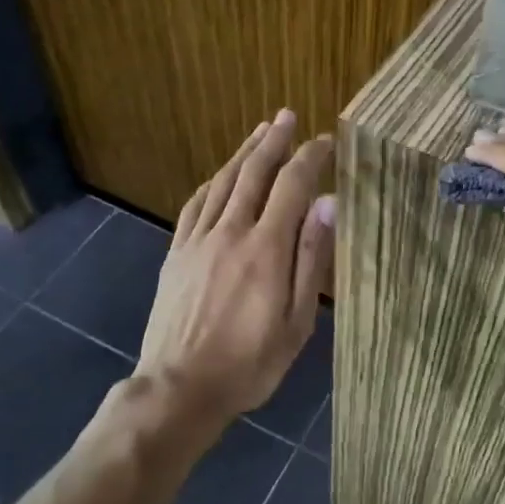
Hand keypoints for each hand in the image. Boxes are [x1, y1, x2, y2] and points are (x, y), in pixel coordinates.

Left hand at [136, 110, 334, 427]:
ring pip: (223, 183)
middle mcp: (231, 232)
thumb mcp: (296, 321)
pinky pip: (195, 205)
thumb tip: (327, 204)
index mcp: (266, 249)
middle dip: (273, 141)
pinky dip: (212, 182)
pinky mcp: (177, 253)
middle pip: (254, 174)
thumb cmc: (250, 362)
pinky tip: (220, 176)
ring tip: (259, 133)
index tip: (324, 142)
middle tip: (286, 116)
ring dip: (242, 154)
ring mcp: (198, 241)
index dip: (309, 159)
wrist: (179, 388)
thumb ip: (311, 258)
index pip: (292, 186)